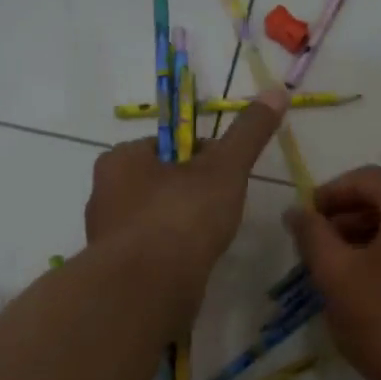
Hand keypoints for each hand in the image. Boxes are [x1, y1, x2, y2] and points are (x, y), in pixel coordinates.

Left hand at [85, 88, 287, 311]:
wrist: (148, 288)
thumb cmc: (182, 217)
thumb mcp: (224, 168)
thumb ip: (249, 132)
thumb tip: (277, 91)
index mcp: (121, 159)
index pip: (169, 147)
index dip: (204, 159)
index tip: (229, 177)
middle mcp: (104, 193)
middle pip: (160, 183)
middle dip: (191, 194)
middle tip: (223, 211)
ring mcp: (106, 236)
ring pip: (153, 220)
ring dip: (180, 227)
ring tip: (209, 241)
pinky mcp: (114, 272)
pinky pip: (149, 253)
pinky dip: (170, 256)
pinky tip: (190, 266)